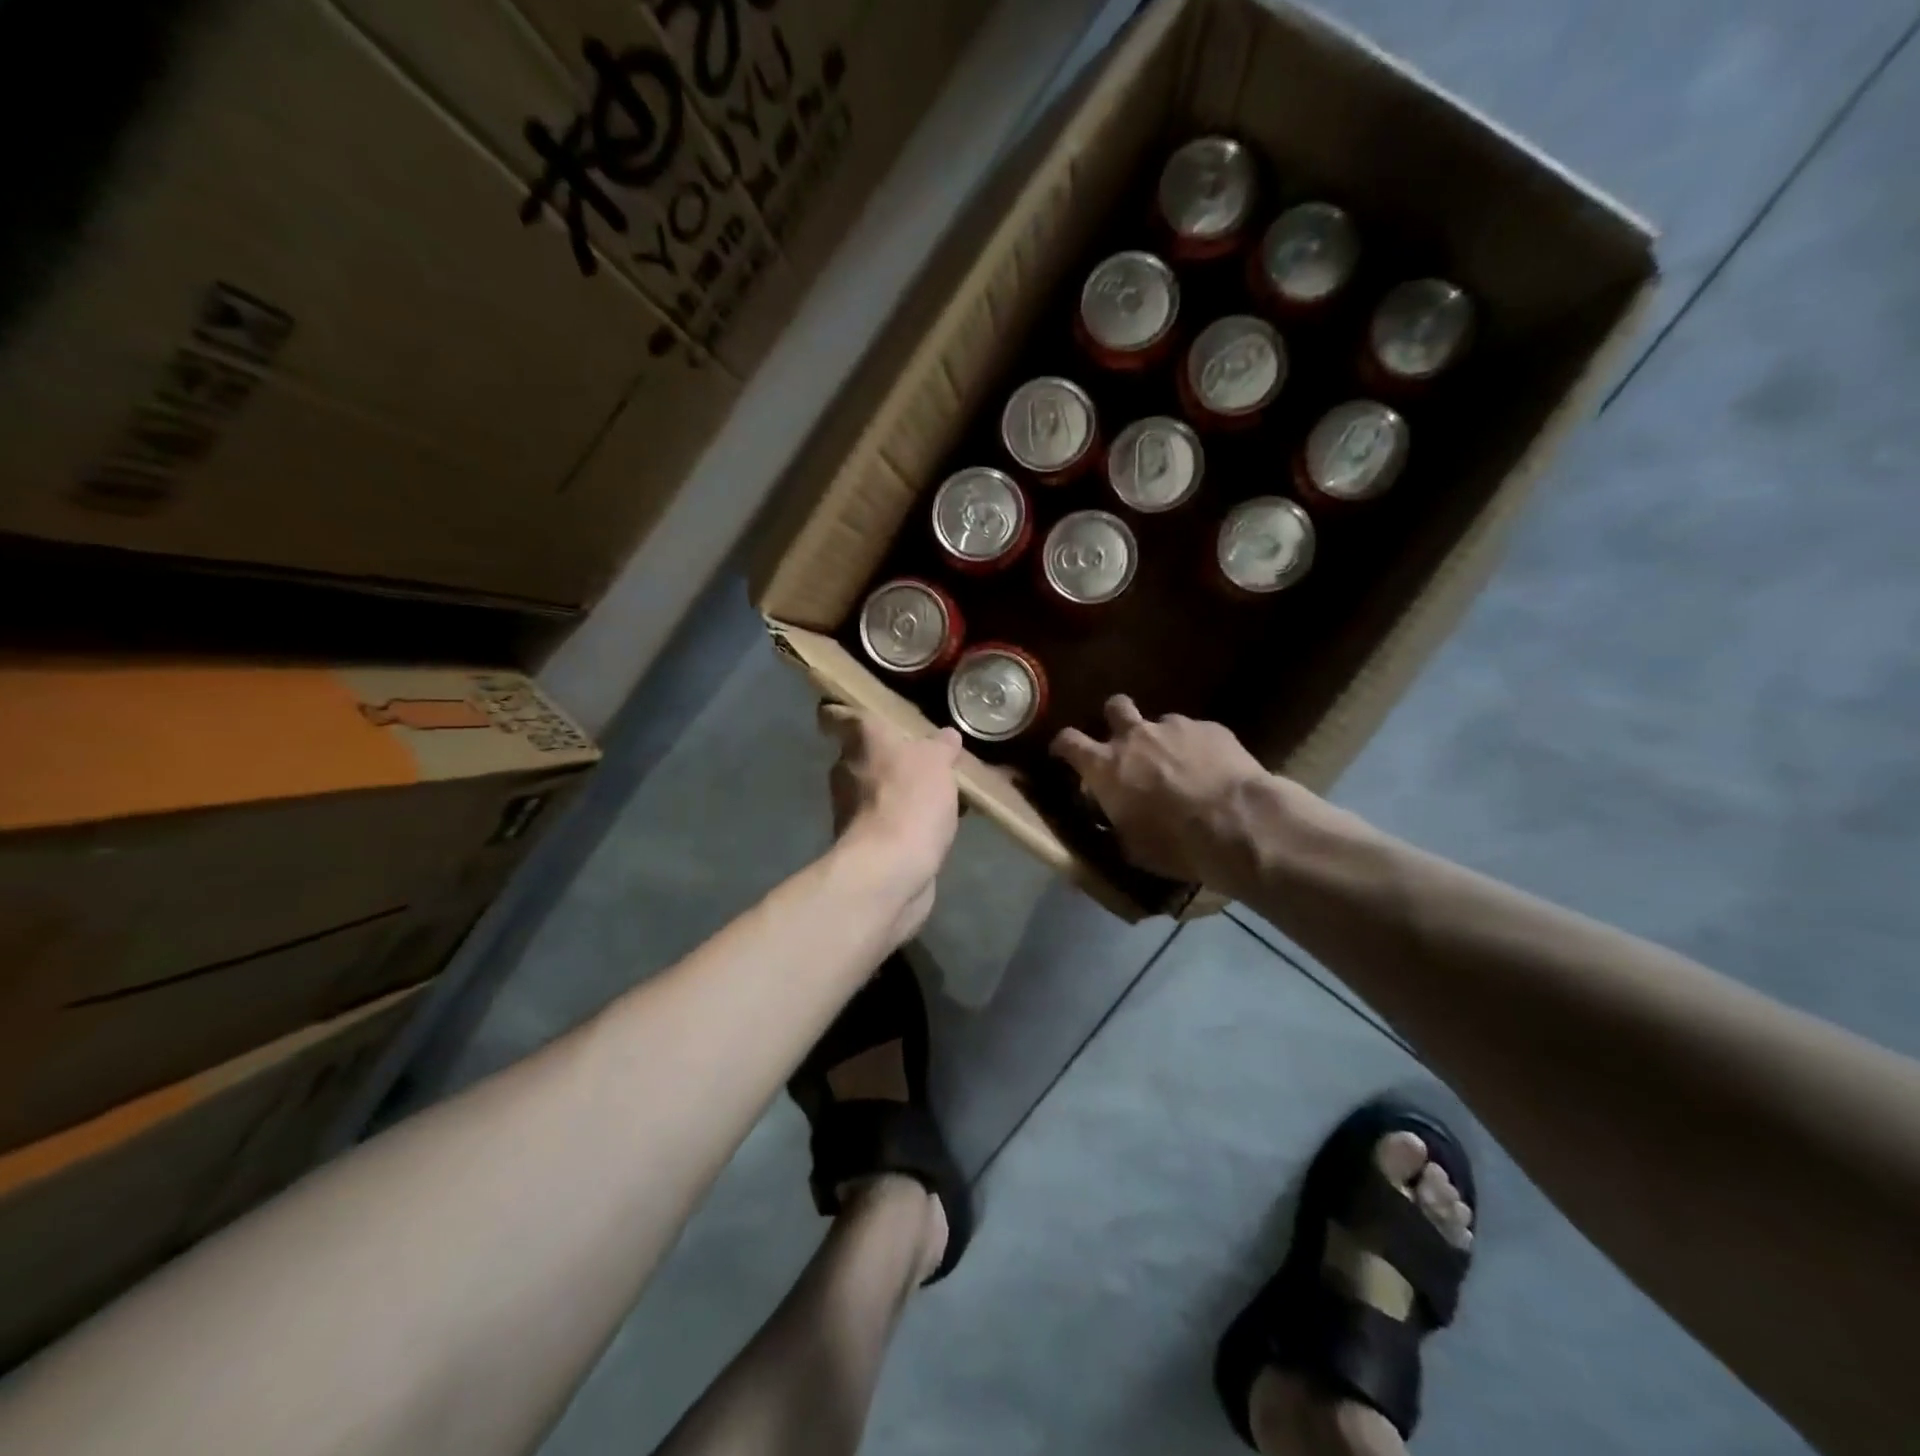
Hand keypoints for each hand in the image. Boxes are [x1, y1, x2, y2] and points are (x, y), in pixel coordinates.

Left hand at [820, 704, 962, 935]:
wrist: (890, 870)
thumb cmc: (909, 799)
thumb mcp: (937, 762)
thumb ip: (940, 747)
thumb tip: (945, 736)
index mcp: (860, 739)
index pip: (834, 715)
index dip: (839, 711)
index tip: (852, 710)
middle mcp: (847, 769)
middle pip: (860, 754)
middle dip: (886, 755)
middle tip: (921, 753)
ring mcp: (851, 810)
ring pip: (876, 789)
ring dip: (900, 790)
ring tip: (940, 791)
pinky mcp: (865, 843)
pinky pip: (889, 821)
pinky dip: (907, 821)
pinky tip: (938, 823)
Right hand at [1051, 696, 1292, 888]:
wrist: (1238, 823)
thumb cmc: (1175, 843)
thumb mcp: (1132, 846)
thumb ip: (1116, 822)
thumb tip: (1113, 819)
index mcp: (1106, 767)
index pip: (1069, 741)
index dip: (1063, 745)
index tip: (1064, 753)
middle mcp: (1135, 737)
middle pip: (1114, 707)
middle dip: (1115, 719)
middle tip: (1126, 743)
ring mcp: (1174, 727)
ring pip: (1160, 722)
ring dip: (1163, 740)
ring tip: (1180, 766)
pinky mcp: (1211, 727)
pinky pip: (1196, 732)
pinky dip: (1197, 748)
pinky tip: (1212, 770)